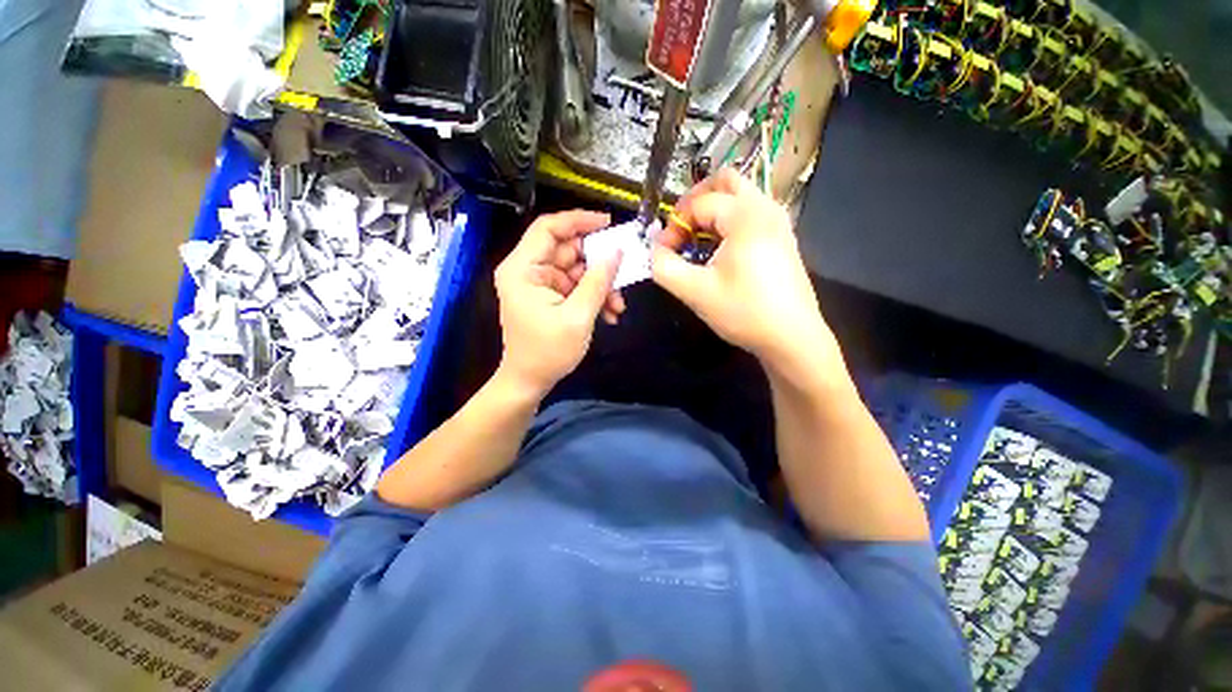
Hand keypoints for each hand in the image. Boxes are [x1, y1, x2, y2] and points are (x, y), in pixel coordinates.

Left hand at [494, 210, 625, 395]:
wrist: (530, 382)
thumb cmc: (548, 352)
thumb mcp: (578, 316)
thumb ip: (598, 281)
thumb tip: (617, 252)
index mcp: (523, 269)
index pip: (548, 228)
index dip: (579, 220)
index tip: (608, 224)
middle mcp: (528, 270)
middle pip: (567, 249)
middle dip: (598, 263)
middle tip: (623, 271)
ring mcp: (540, 284)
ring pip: (577, 269)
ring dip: (600, 284)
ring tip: (617, 305)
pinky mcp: (550, 296)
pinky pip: (576, 286)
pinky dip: (594, 296)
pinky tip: (609, 314)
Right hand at [651, 169, 842, 382]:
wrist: (792, 338)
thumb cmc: (744, 312)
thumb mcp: (695, 292)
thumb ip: (664, 266)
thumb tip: (654, 250)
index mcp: (745, 216)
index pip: (698, 205)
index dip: (673, 226)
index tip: (662, 253)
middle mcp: (766, 209)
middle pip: (725, 181)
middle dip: (695, 201)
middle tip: (680, 228)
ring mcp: (779, 222)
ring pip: (740, 196)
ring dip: (713, 211)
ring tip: (697, 240)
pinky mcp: (783, 239)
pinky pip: (751, 214)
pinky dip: (730, 221)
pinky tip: (720, 250)